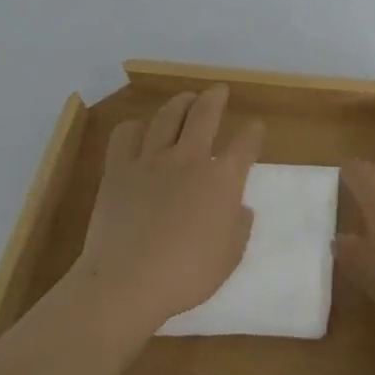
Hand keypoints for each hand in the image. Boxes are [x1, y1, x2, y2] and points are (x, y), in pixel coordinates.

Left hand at [69, 85, 263, 338]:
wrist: (126, 283)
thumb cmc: (186, 275)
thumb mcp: (230, 257)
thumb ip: (239, 226)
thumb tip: (239, 207)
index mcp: (223, 179)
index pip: (246, 143)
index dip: (254, 132)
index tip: (255, 128)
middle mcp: (190, 158)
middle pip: (206, 113)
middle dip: (216, 97)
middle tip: (219, 91)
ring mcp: (152, 160)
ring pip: (168, 115)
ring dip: (180, 103)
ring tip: (185, 99)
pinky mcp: (118, 170)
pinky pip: (126, 135)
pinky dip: (135, 127)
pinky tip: (139, 130)